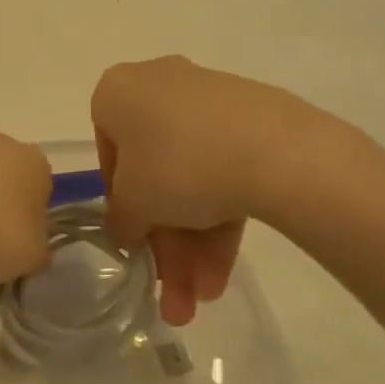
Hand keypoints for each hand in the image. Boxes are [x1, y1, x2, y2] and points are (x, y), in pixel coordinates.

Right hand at [91, 56, 354, 323]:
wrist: (275, 150)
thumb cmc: (177, 165)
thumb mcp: (133, 203)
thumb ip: (121, 219)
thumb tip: (125, 229)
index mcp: (119, 91)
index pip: (109, 151)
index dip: (121, 203)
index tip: (136, 239)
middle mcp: (161, 85)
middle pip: (156, 173)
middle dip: (166, 242)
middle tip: (172, 294)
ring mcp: (211, 100)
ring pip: (192, 177)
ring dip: (194, 243)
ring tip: (205, 298)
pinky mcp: (253, 118)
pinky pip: (225, 168)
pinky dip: (221, 216)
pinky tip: (224, 270)